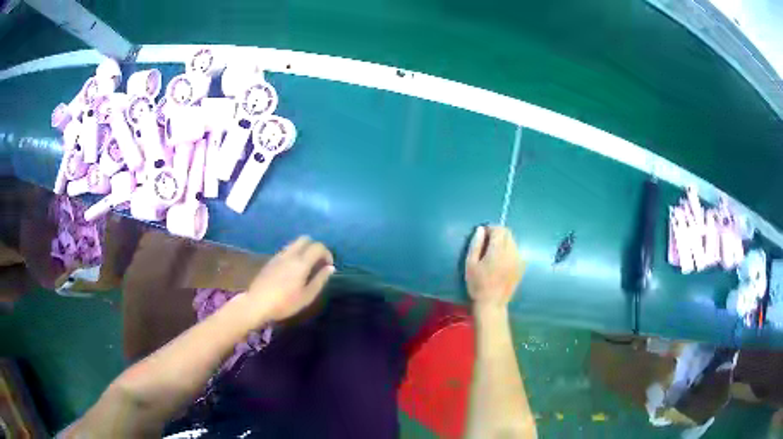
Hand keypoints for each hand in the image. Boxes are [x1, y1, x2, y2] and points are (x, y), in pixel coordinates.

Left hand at [246, 236, 334, 322]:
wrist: (257, 303)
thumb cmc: (285, 303)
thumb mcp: (307, 296)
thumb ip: (320, 280)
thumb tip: (330, 267)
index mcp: (301, 263)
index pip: (317, 247)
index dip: (327, 253)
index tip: (328, 265)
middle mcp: (290, 255)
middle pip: (305, 239)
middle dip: (315, 247)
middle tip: (318, 262)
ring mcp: (278, 256)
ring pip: (294, 243)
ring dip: (304, 250)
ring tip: (306, 266)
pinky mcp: (270, 261)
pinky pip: (286, 250)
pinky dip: (294, 254)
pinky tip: (292, 270)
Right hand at [465, 225, 523, 311]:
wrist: (492, 303)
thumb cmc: (477, 284)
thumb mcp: (470, 264)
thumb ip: (476, 244)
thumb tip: (481, 229)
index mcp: (498, 251)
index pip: (499, 229)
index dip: (490, 228)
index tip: (483, 235)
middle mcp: (511, 252)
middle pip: (508, 233)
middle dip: (498, 233)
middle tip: (487, 243)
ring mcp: (519, 259)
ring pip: (513, 241)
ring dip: (504, 242)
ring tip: (494, 253)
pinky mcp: (522, 266)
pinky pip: (516, 251)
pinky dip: (509, 251)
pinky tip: (502, 261)